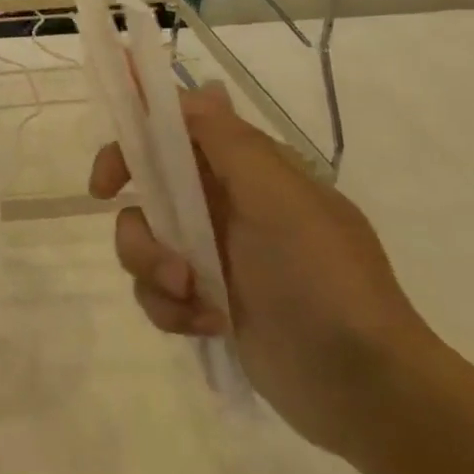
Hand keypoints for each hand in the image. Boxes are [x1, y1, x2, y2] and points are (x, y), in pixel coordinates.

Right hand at [88, 86, 439, 456]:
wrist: (363, 386)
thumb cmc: (323, 279)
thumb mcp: (282, 201)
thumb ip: (230, 143)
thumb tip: (199, 88)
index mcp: (246, 172)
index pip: (175, 133)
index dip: (134, 144)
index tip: (109, 180)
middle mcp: (223, 206)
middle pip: (145, 194)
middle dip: (141, 230)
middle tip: (152, 254)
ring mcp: (212, 256)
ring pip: (143, 245)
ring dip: (156, 273)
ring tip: (196, 301)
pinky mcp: (204, 301)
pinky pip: (156, 292)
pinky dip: (172, 309)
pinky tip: (208, 327)